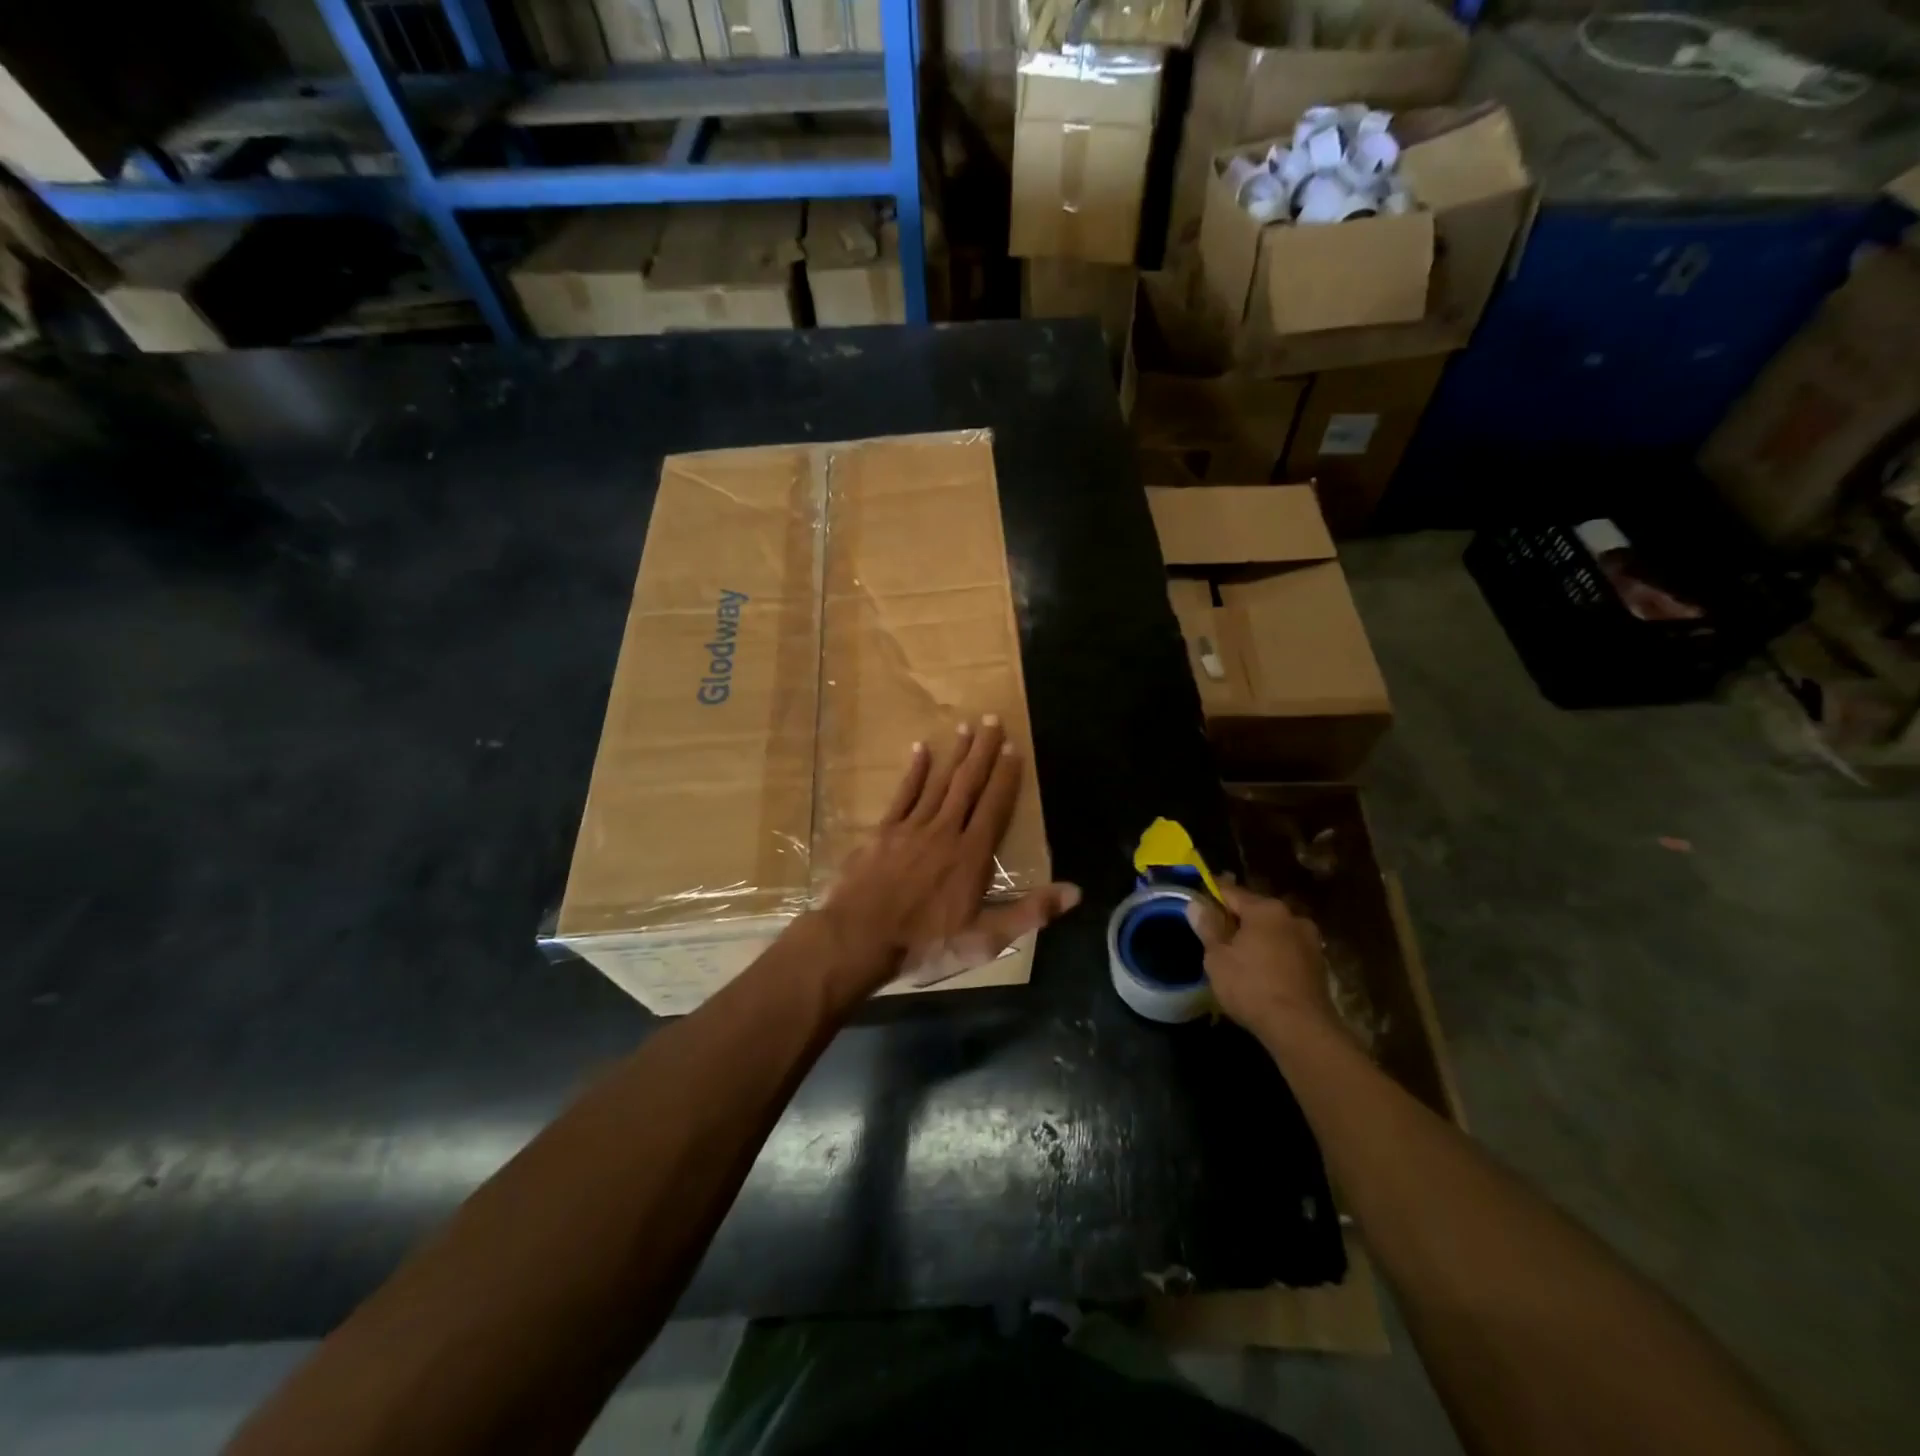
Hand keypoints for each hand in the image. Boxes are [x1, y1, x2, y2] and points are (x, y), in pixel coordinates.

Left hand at [815, 717, 1079, 996]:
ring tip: (965, 726)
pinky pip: (903, 795)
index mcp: (972, 855)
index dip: (1005, 776)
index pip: (995, 806)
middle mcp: (945, 831)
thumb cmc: (925, 942)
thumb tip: (1075, 891)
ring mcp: (912, 828)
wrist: (860, 939)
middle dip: (982, 751)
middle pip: (968, 784)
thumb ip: (1029, 912)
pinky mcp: (884, 832)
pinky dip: (914, 772)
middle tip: (992, 719)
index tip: (1013, 748)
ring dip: (954, 754)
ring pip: (939, 783)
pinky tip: (921, 750)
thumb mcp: (985, 939)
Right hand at [1186, 883, 1338, 1047]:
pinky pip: (1287, 950)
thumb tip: (1196, 904)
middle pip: (1255, 911)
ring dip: (1256, 938)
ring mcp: (1310, 940)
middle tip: (1215, 934)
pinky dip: (1272, 954)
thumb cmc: (1251, 986)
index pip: (1231, 892)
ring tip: (1238, 956)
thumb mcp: (1217, 957)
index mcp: (1265, 909)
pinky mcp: (1319, 964)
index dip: (1212, 894)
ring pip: (1273, 931)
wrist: (1301, 1029)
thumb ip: (1208, 927)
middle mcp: (1292, 916)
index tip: (1198, 899)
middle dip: (1236, 919)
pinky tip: (1260, 972)